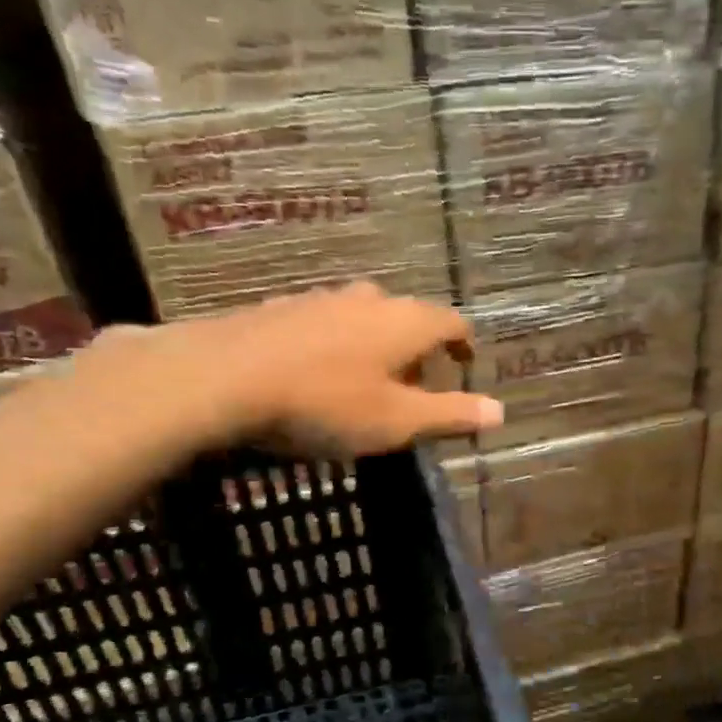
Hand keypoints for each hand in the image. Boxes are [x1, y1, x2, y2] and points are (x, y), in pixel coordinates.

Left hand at [80, 285, 502, 457]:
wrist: (221, 379)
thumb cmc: (325, 403)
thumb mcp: (396, 422)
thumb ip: (450, 415)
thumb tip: (500, 412)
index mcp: (405, 322)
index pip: (451, 322)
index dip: (463, 344)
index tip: (465, 364)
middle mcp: (367, 299)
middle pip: (406, 318)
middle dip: (416, 351)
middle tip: (413, 388)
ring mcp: (319, 300)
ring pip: (362, 319)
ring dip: (374, 347)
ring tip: (365, 384)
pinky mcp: (278, 310)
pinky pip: (323, 325)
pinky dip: (335, 347)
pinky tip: (315, 375)